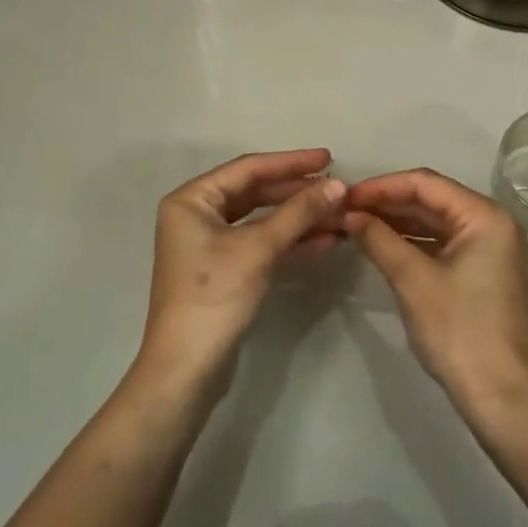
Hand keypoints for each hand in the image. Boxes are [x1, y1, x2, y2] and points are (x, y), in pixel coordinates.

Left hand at [136, 149, 346, 399]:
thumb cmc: (215, 295)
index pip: (248, 169)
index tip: (329, 158)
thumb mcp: (259, 247)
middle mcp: (196, 216)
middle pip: (255, 193)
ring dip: (299, 218)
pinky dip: (290, 242)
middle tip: (338, 190)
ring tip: (340, 216)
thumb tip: (339, 184)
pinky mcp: (224, 271)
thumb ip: (299, 212)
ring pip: (262, 221)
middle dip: (298, 193)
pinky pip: (261, 245)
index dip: (291, 163)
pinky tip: (326, 241)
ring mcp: (209, 245)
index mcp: (192, 200)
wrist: (187, 368)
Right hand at [344, 169, 527, 411]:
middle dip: (387, 203)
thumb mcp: (413, 280)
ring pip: (434, 222)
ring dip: (396, 222)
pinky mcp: (479, 270)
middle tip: (344, 209)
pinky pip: (440, 243)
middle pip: (432, 200)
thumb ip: (379, 239)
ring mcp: (487, 248)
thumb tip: (349, 214)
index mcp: (485, 216)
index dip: (382, 187)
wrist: (496, 394)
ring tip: (354, 224)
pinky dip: (411, 242)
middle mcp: (491, 223)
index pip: (426, 184)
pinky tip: (379, 244)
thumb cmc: (458, 330)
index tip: (345, 195)